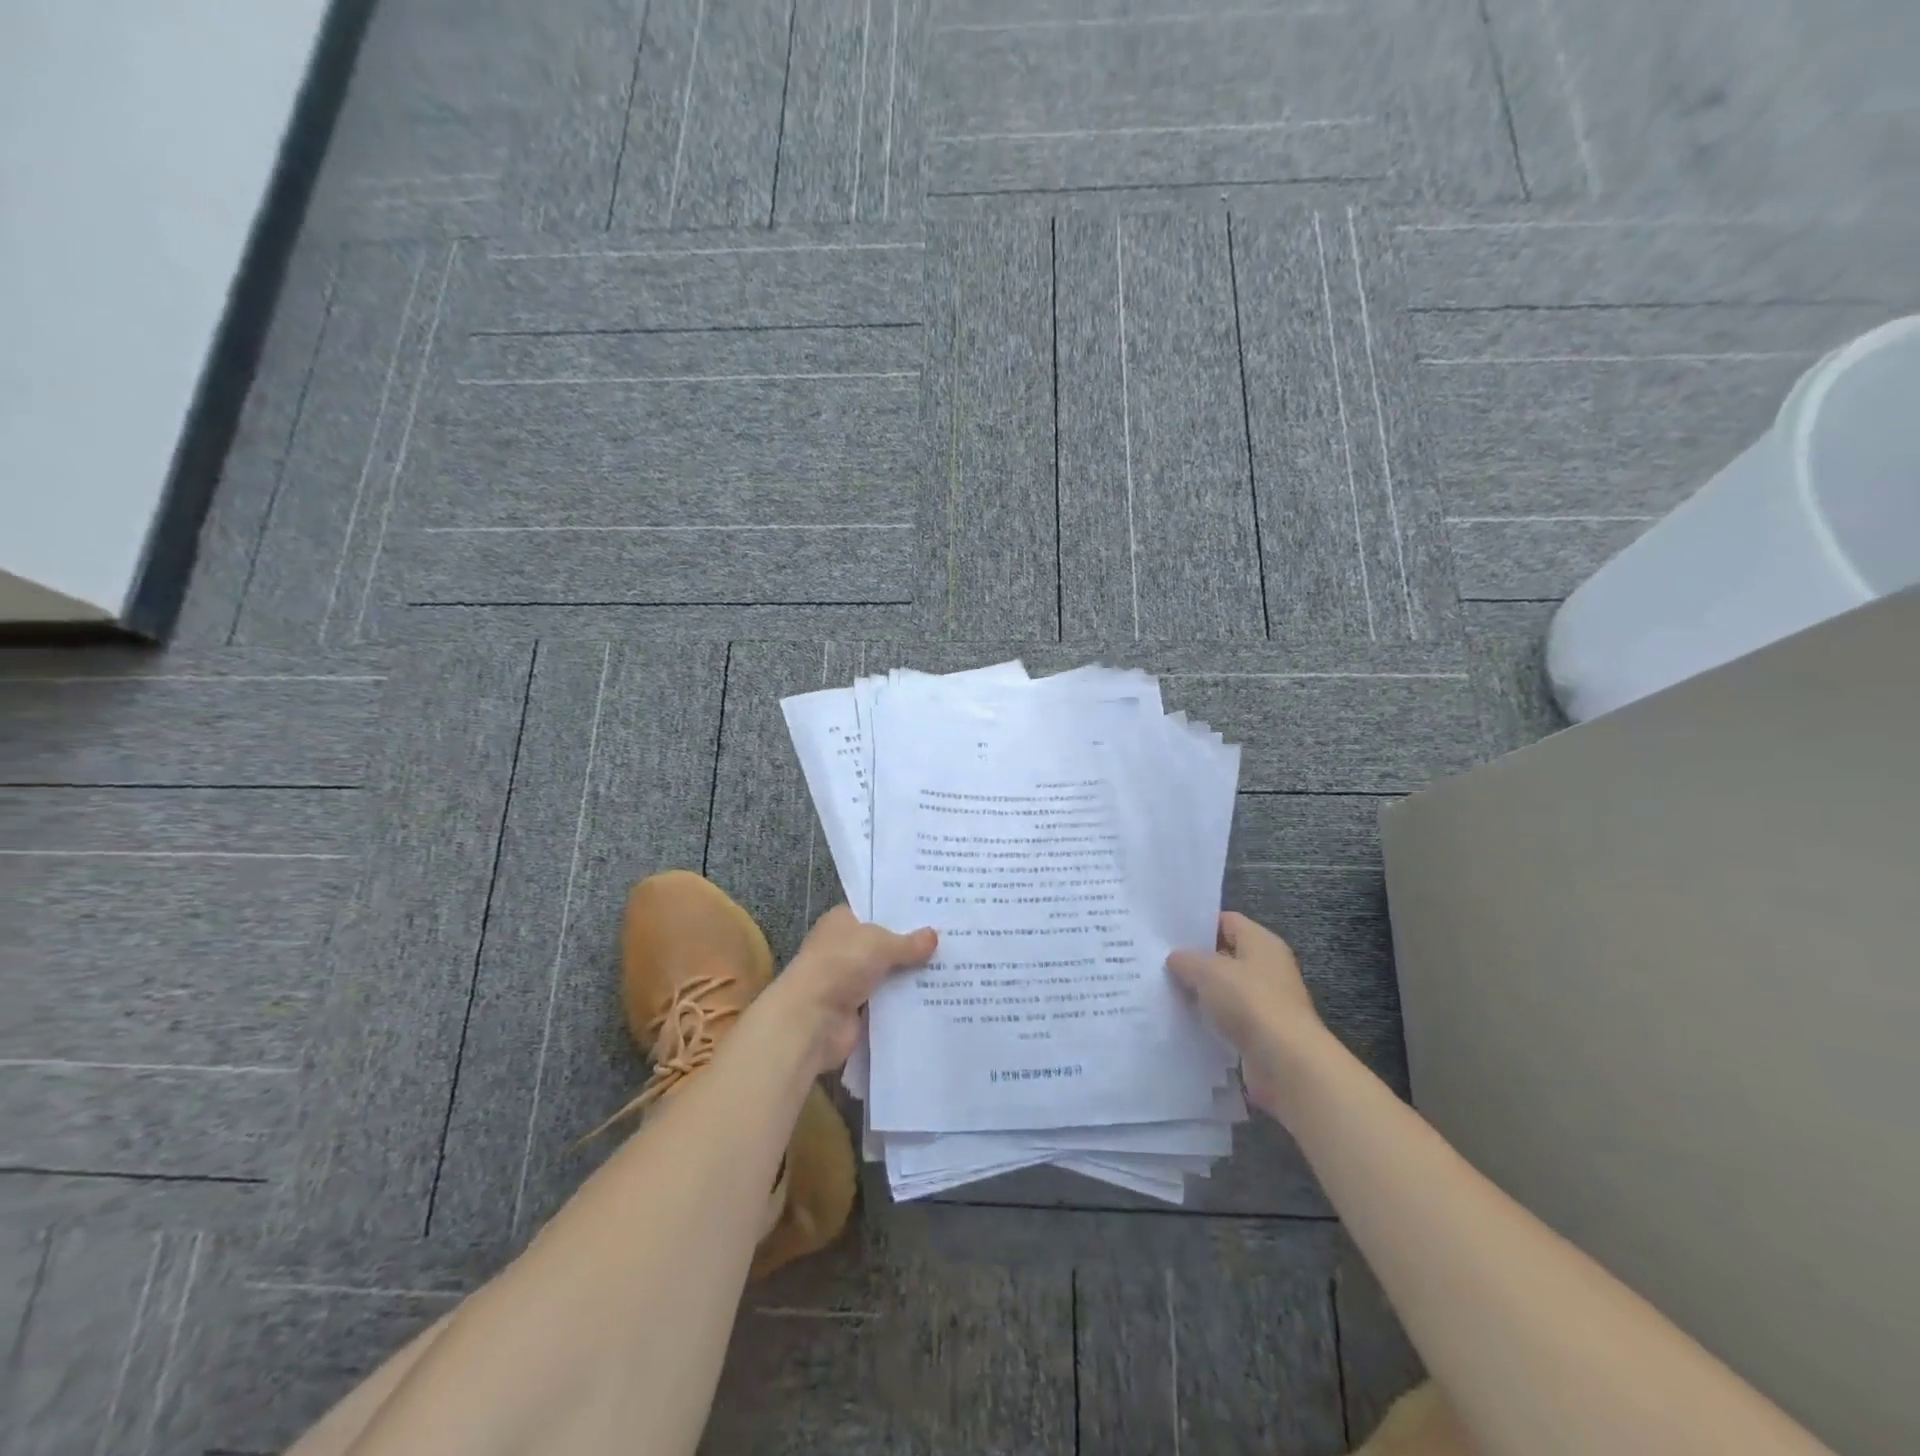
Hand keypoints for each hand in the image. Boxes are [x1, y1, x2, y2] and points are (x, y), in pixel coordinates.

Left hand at [765, 906, 936, 1074]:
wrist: (812, 1020)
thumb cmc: (840, 966)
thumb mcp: (880, 944)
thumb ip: (908, 942)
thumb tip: (934, 936)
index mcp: (842, 922)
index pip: (875, 911)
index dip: (902, 912)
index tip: (933, 911)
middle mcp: (845, 948)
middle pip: (885, 944)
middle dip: (913, 945)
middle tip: (952, 939)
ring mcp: (851, 980)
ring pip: (889, 974)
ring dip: (912, 975)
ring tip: (953, 968)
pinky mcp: (858, 1010)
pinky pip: (889, 1001)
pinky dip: (907, 1001)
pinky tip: (937, 996)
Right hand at [1167, 912, 1327, 1118]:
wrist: (1285, 1063)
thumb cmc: (1249, 1002)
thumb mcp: (1207, 972)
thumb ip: (1186, 960)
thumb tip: (1176, 958)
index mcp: (1262, 943)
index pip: (1227, 921)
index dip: (1199, 925)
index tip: (1169, 934)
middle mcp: (1269, 968)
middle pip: (1226, 956)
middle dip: (1197, 961)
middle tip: (1161, 963)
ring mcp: (1268, 1003)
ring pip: (1227, 990)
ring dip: (1203, 994)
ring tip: (1167, 992)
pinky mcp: (1263, 1034)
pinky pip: (1231, 1019)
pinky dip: (1212, 1021)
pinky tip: (1186, 1022)